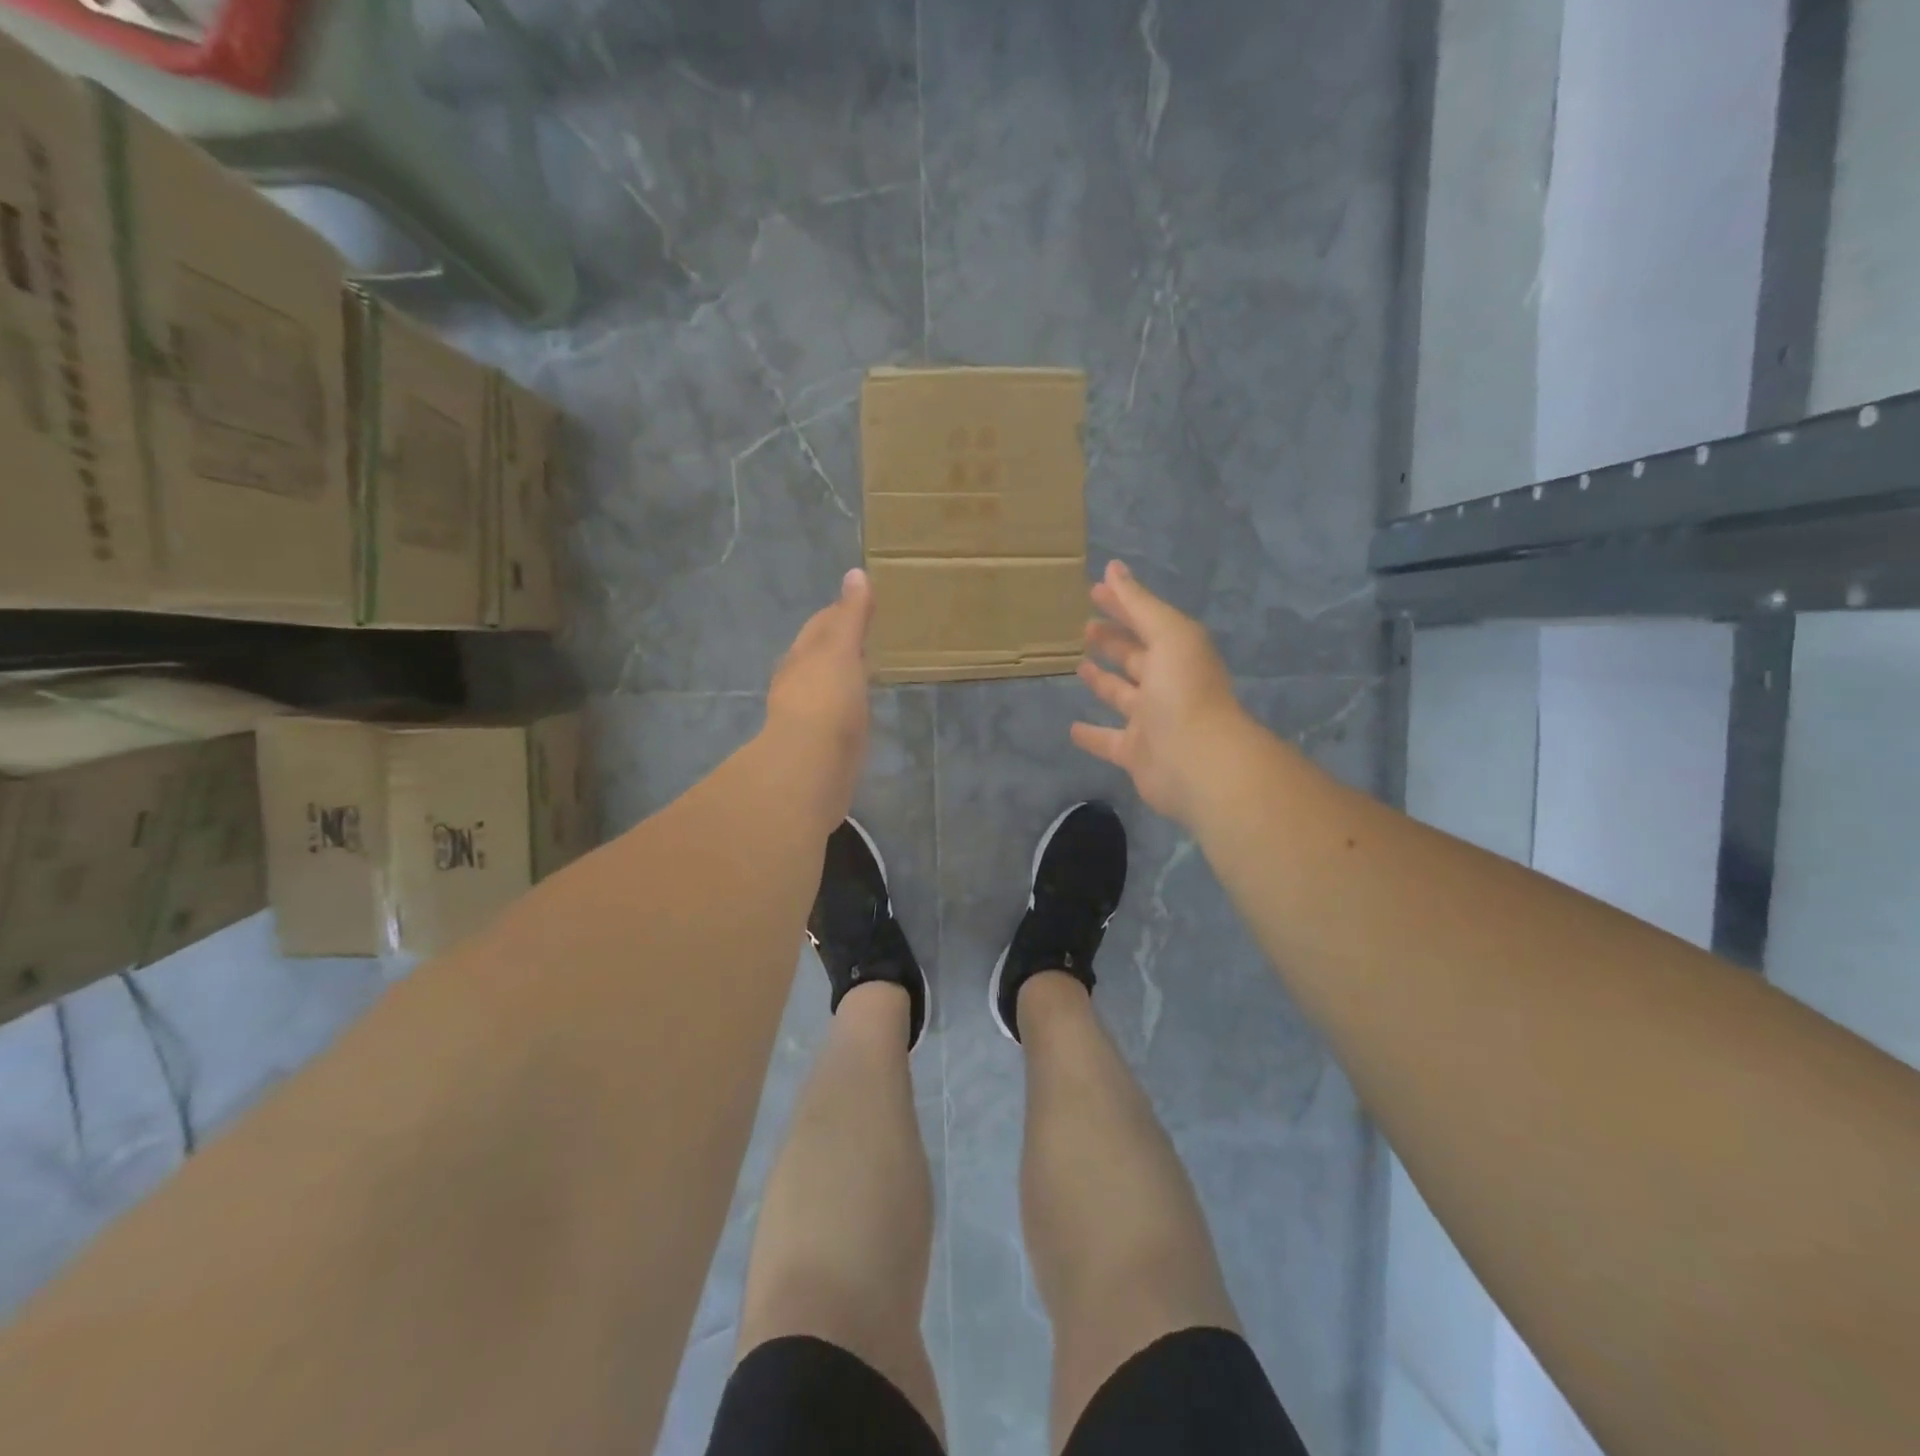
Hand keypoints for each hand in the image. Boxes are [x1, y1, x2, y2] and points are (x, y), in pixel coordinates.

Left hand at [767, 568, 875, 823]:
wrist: (811, 766)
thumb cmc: (826, 700)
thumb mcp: (841, 649)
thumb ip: (851, 615)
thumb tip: (856, 573)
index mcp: (803, 657)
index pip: (820, 626)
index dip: (837, 613)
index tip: (857, 604)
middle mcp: (798, 683)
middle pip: (816, 657)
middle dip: (835, 646)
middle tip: (861, 638)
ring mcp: (807, 717)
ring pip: (823, 688)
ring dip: (838, 679)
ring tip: (862, 673)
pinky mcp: (820, 746)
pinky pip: (834, 718)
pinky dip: (845, 708)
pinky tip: (856, 714)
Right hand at [1072, 560, 1247, 824]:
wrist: (1197, 761)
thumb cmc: (1183, 690)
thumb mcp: (1167, 634)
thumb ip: (1138, 603)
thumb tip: (1113, 568)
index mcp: (1177, 653)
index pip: (1145, 621)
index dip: (1122, 604)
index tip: (1094, 589)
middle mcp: (1165, 684)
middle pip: (1135, 657)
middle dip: (1113, 640)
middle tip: (1085, 627)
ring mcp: (1150, 720)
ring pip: (1121, 696)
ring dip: (1102, 681)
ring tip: (1079, 665)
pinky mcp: (1135, 753)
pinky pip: (1108, 741)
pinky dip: (1092, 735)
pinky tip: (1071, 728)